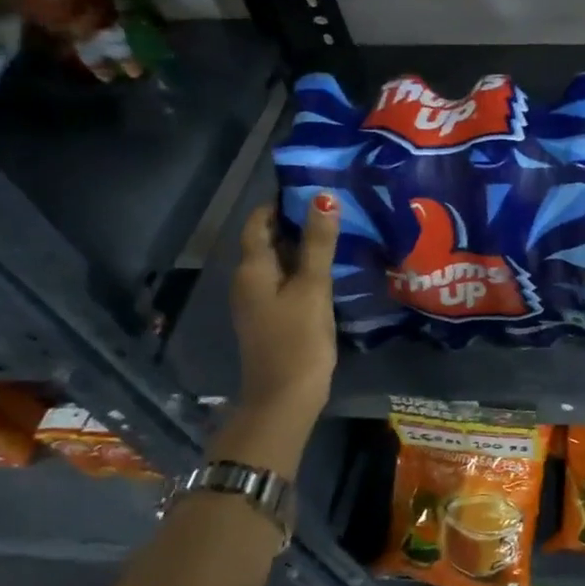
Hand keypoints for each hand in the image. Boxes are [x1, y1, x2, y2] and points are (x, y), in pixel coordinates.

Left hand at [230, 194, 339, 417]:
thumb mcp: (312, 287)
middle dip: (295, 222)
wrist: (285, 397)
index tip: (312, 188)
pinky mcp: (271, 318)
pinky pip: (284, 282)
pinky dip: (302, 270)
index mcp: (251, 268)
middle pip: (267, 240)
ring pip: (277, 262)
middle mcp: (247, 280)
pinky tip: (330, 270)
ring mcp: (257, 302)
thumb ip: (318, 243)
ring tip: (337, 233)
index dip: (280, 202)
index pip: (258, 221)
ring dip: (301, 247)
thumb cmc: (298, 339)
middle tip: (333, 207)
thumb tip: (323, 197)